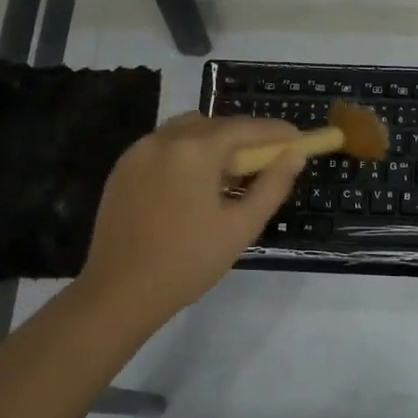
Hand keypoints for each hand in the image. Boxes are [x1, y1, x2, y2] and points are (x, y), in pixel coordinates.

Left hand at [79, 111, 304, 326]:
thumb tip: (294, 155)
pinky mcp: (122, 168)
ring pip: (187, 130)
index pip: (245, 128)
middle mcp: (164, 138)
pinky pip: (163, 146)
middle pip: (216, 125)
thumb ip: (272, 185)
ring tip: (228, 176)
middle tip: (266, 162)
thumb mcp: (241, 227)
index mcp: (195, 150)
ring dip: (214, 142)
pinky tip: (194, 185)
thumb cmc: (188, 262)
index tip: (298, 139)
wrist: (119, 292)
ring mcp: (138, 151)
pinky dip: (186, 153)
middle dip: (244, 138)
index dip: (276, 132)